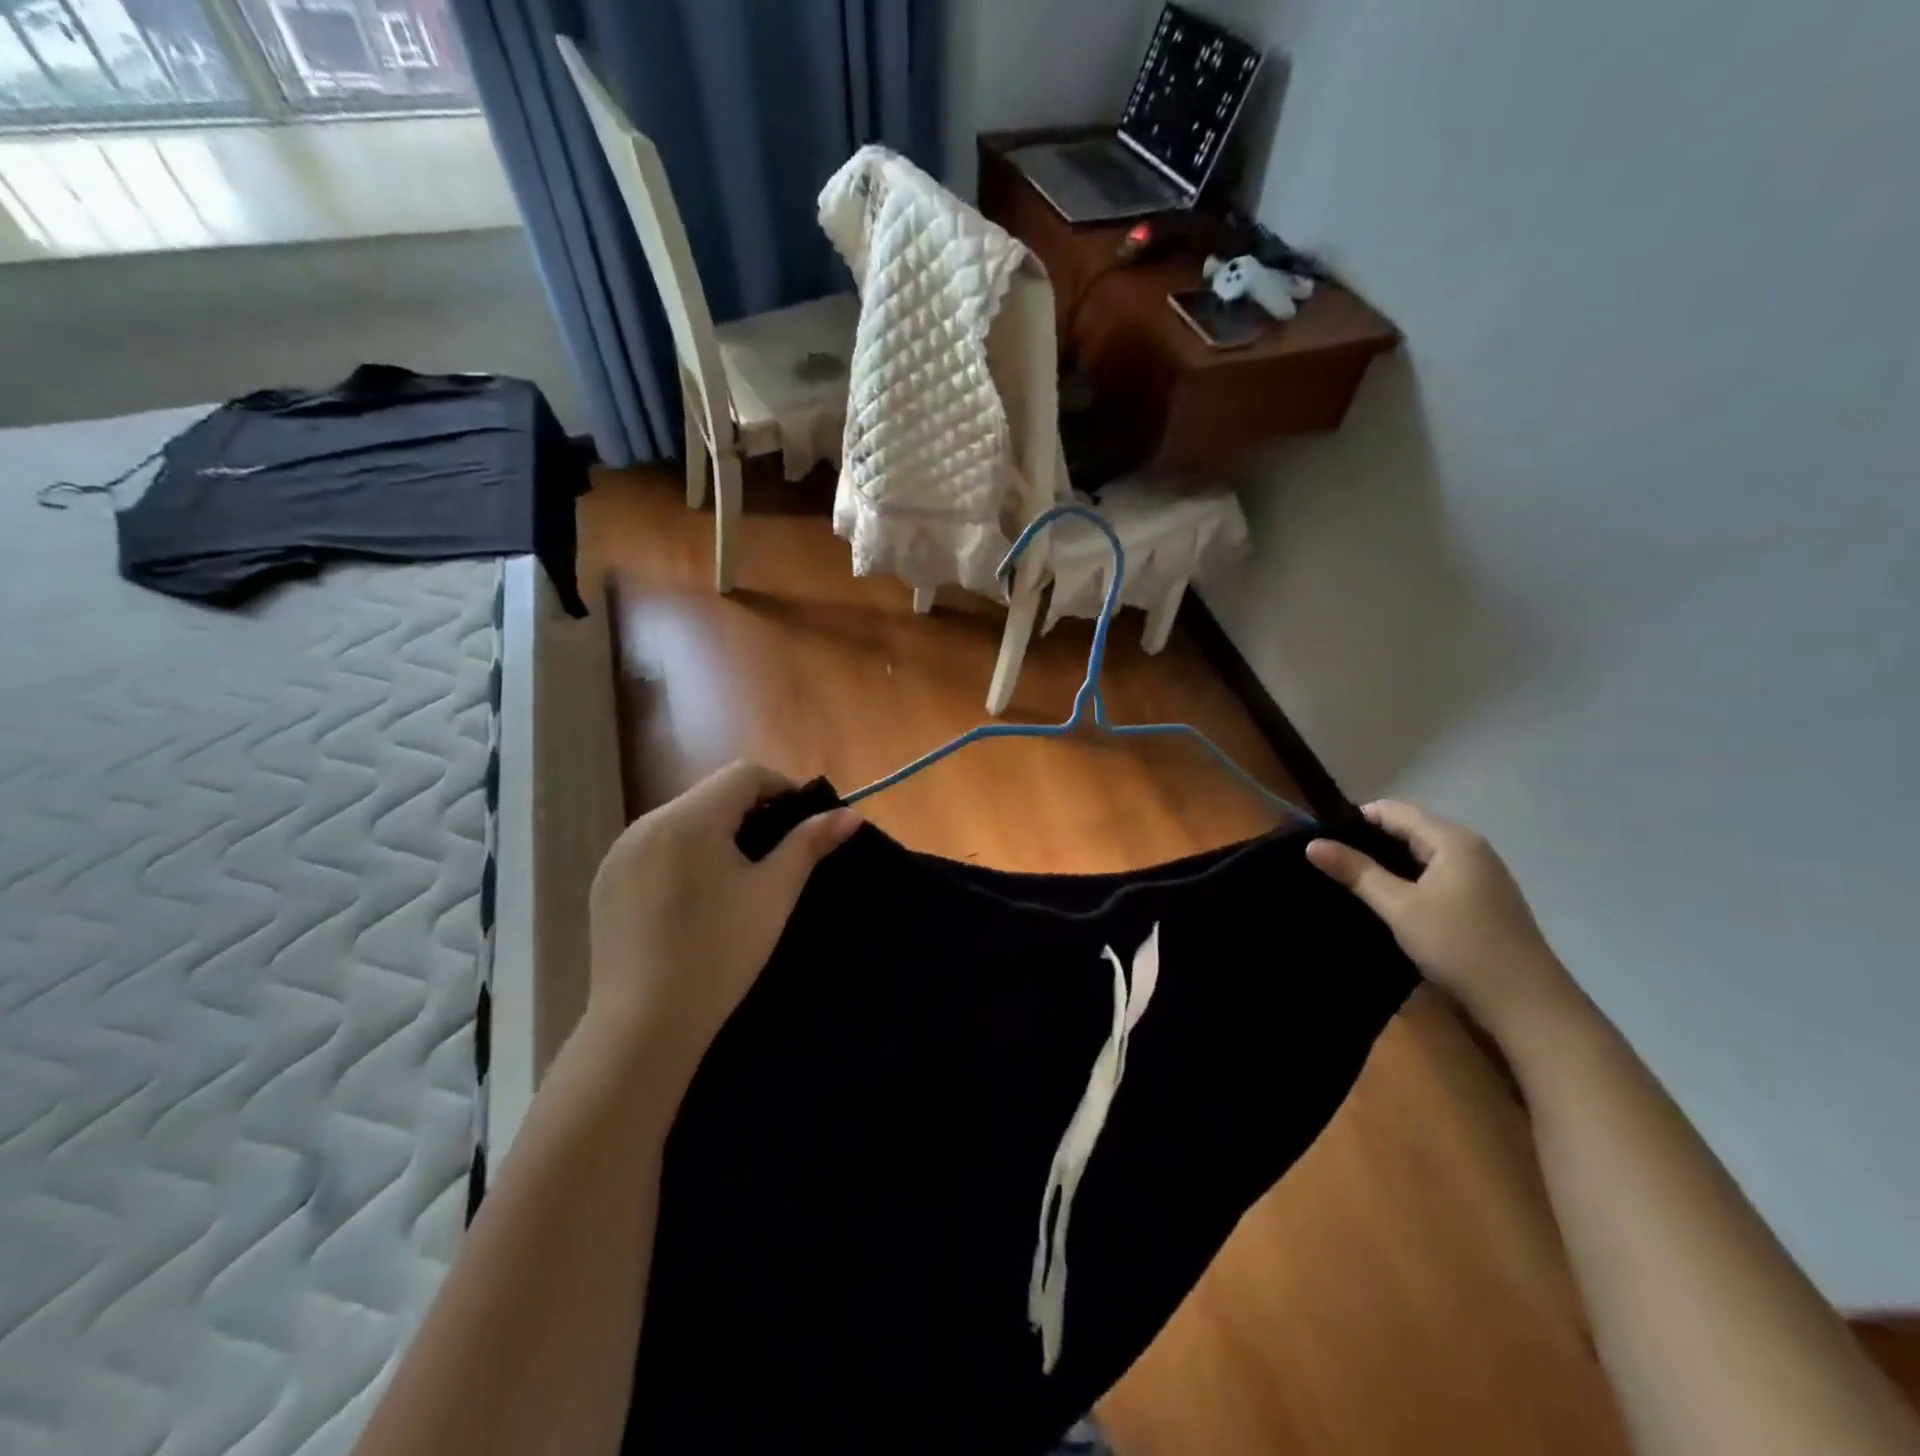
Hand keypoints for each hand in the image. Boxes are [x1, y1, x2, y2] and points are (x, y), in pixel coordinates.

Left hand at [585, 762, 858, 1094]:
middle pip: (711, 794)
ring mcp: (620, 853)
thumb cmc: (720, 953)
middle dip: (750, 811)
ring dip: (716, 832)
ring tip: (738, 877)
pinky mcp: (606, 882)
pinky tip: (695, 899)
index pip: (744, 774)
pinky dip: (683, 855)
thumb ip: (809, 844)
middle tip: (777, 853)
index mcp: (690, 819)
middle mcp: (647, 823)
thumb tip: (850, 814)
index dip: (782, 788)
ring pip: (682, 821)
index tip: (803, 823)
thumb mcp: (773, 894)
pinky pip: (655, 849)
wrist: (645, 1025)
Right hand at [1307, 802, 1580, 1038]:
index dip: (1354, 820)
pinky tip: (1387, 901)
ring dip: (1387, 864)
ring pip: (1421, 855)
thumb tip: (1312, 844)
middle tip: (1329, 862)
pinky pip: (1434, 876)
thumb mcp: (1399, 907)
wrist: (1528, 1006)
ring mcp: (1480, 876)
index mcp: (1452, 840)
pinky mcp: (1481, 901)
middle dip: (1368, 842)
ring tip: (1349, 881)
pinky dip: (1408, 881)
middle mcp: (1470, 849)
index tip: (1320, 839)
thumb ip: (1356, 872)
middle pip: (1409, 830)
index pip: (1393, 811)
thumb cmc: (1459, 946)